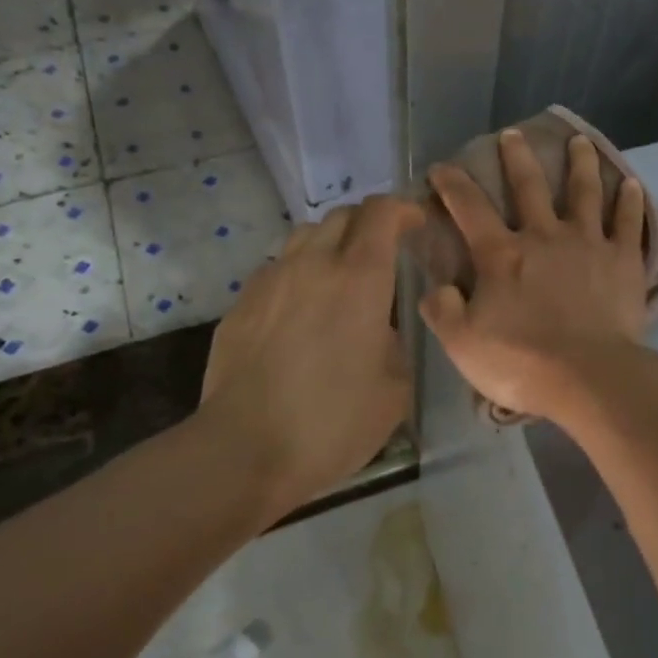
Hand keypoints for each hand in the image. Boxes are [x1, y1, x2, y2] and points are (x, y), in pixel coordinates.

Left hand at [199, 195, 421, 514]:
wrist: (244, 448)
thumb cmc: (332, 421)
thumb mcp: (395, 388)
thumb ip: (396, 342)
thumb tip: (380, 328)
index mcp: (359, 278)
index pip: (382, 212)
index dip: (403, 209)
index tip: (416, 223)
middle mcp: (314, 264)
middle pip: (342, 215)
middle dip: (369, 223)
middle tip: (383, 252)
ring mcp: (271, 280)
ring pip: (305, 235)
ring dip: (331, 243)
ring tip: (340, 277)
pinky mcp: (241, 303)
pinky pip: (278, 269)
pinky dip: (299, 273)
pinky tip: (302, 311)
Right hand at [420, 129, 647, 420]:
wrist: (589, 377)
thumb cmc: (521, 362)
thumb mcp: (462, 343)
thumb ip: (442, 310)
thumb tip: (436, 287)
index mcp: (502, 255)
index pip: (469, 208)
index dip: (451, 184)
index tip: (441, 166)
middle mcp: (544, 236)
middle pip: (529, 186)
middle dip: (517, 157)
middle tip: (512, 133)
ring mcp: (588, 244)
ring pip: (584, 192)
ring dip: (581, 164)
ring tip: (580, 141)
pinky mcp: (624, 261)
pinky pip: (628, 223)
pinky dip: (630, 201)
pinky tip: (632, 183)